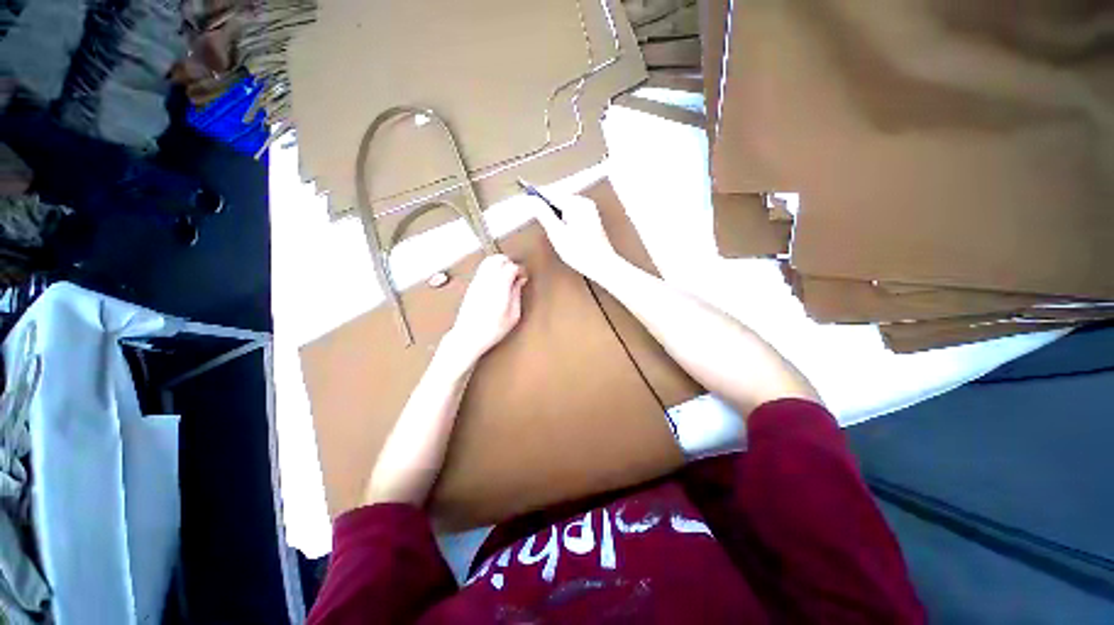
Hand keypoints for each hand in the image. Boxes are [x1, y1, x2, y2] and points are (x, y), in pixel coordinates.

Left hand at [445, 254, 527, 361]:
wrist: (468, 336)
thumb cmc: (491, 330)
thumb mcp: (513, 316)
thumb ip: (517, 295)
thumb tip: (520, 281)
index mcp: (499, 289)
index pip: (511, 267)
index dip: (520, 270)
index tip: (523, 278)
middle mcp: (486, 282)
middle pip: (498, 258)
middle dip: (509, 262)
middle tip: (515, 274)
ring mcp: (477, 282)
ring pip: (488, 260)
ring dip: (499, 264)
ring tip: (506, 276)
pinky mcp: (471, 285)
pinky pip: (482, 268)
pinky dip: (491, 269)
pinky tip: (496, 281)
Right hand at [532, 194, 620, 278]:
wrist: (602, 264)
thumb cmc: (581, 252)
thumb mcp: (557, 234)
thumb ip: (544, 215)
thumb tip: (533, 202)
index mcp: (576, 204)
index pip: (551, 194)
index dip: (537, 196)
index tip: (525, 194)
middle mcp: (584, 202)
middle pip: (558, 199)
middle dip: (548, 209)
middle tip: (539, 220)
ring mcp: (589, 209)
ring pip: (565, 207)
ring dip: (556, 216)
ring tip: (555, 232)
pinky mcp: (591, 218)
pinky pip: (572, 213)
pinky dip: (564, 220)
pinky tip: (564, 234)